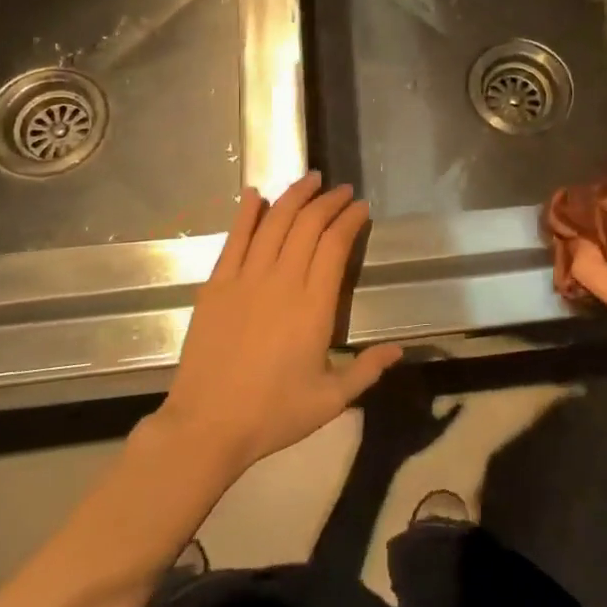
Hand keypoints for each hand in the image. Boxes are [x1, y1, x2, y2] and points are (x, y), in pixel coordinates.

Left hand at [159, 174, 402, 475]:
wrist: (207, 426)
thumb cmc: (273, 414)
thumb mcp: (331, 400)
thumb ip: (366, 370)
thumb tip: (399, 350)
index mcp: (314, 306)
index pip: (335, 245)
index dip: (350, 220)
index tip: (361, 207)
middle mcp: (282, 282)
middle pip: (308, 225)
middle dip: (328, 201)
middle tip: (341, 190)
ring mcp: (245, 279)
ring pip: (274, 223)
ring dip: (294, 196)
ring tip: (309, 179)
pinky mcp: (216, 285)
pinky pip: (235, 239)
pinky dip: (246, 213)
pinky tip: (255, 194)